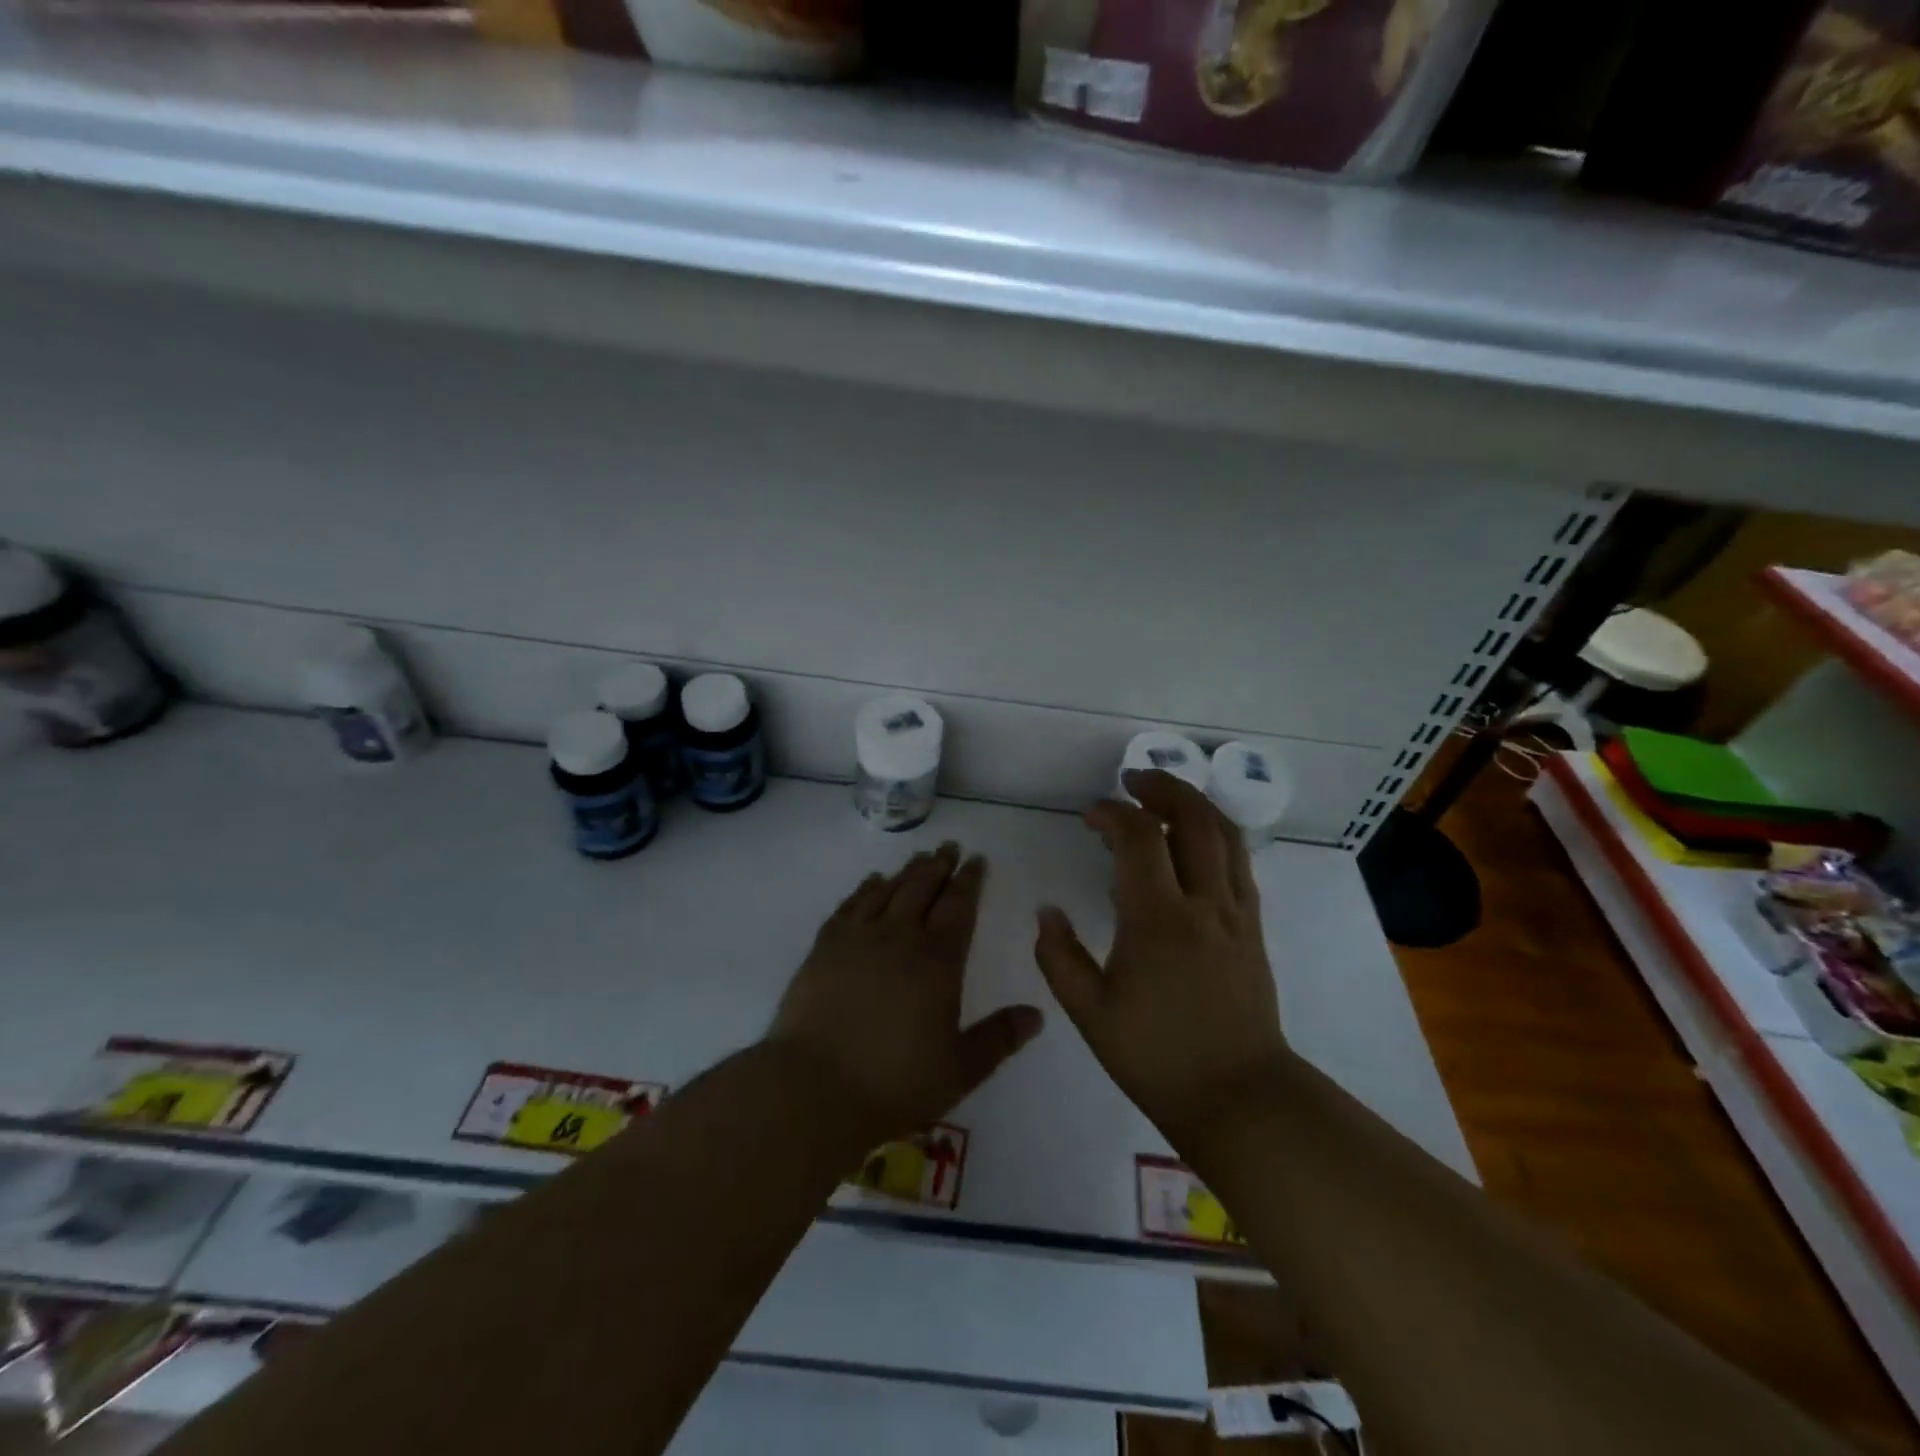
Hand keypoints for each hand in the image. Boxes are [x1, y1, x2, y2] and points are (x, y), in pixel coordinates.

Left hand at [768, 843, 1043, 1145]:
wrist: (815, 1087)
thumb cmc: (895, 1082)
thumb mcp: (960, 1069)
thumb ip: (999, 1038)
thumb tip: (1036, 1015)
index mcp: (938, 961)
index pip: (959, 907)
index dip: (970, 881)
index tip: (977, 859)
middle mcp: (900, 937)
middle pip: (923, 888)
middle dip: (940, 865)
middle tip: (950, 847)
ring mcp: (858, 938)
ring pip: (888, 890)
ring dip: (907, 871)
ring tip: (919, 857)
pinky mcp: (825, 947)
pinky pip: (850, 904)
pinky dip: (865, 888)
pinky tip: (871, 881)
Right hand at [1034, 769, 1286, 1145]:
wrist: (1240, 1097)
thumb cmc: (1158, 1057)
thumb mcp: (1090, 1014)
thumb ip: (1059, 957)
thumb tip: (1046, 912)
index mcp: (1157, 919)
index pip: (1138, 837)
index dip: (1111, 813)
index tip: (1089, 816)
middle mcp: (1203, 903)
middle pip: (1194, 818)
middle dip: (1163, 787)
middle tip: (1133, 780)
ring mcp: (1235, 913)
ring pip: (1225, 835)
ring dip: (1194, 805)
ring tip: (1164, 798)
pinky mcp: (1252, 928)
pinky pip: (1239, 863)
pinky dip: (1215, 836)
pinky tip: (1194, 846)